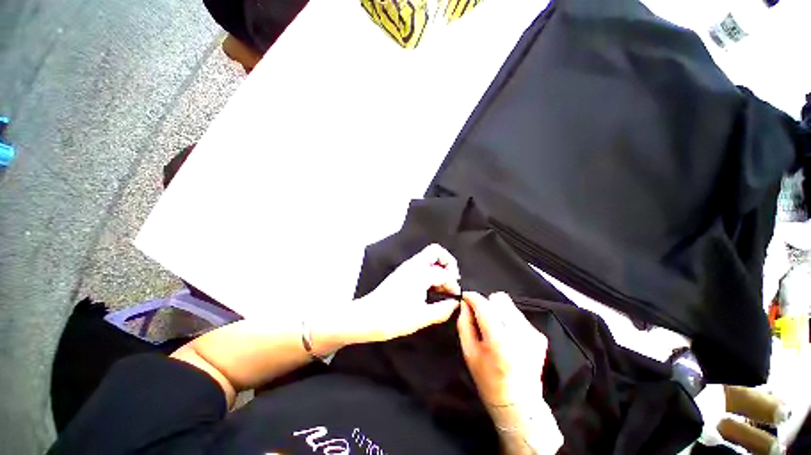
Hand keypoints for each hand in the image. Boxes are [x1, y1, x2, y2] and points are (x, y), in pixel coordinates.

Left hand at [313, 244, 461, 350]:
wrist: (366, 317)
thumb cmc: (394, 318)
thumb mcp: (421, 317)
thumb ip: (442, 310)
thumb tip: (455, 304)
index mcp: (420, 273)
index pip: (444, 274)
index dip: (453, 285)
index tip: (456, 298)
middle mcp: (413, 265)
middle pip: (435, 251)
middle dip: (448, 262)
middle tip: (453, 280)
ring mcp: (406, 267)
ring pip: (428, 258)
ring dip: (439, 268)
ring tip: (443, 287)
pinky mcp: (401, 273)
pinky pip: (421, 265)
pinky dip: (430, 272)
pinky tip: (431, 289)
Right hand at [458, 292, 562, 453]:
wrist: (519, 403)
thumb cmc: (488, 379)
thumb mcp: (468, 352)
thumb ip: (464, 323)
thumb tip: (464, 302)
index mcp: (499, 340)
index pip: (483, 305)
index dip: (472, 297)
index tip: (465, 297)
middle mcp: (519, 333)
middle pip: (498, 298)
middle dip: (487, 305)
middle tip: (482, 320)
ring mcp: (532, 333)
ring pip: (508, 305)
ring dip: (498, 311)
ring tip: (495, 330)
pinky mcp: (539, 335)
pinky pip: (517, 315)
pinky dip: (508, 320)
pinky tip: (507, 337)